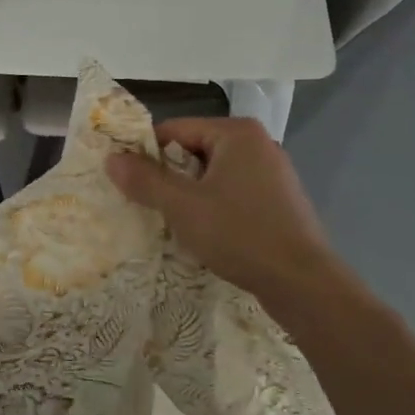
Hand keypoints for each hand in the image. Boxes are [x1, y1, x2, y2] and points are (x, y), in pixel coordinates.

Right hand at [105, 116, 335, 299]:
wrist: (304, 284)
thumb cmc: (240, 234)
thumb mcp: (182, 206)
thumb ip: (144, 180)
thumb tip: (111, 159)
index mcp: (236, 133)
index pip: (174, 130)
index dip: (146, 153)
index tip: (127, 181)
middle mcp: (257, 144)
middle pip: (193, 150)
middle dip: (168, 176)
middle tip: (145, 203)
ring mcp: (272, 173)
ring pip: (212, 174)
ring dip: (188, 194)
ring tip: (170, 220)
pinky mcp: (279, 201)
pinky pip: (232, 192)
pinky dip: (213, 206)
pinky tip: (203, 232)